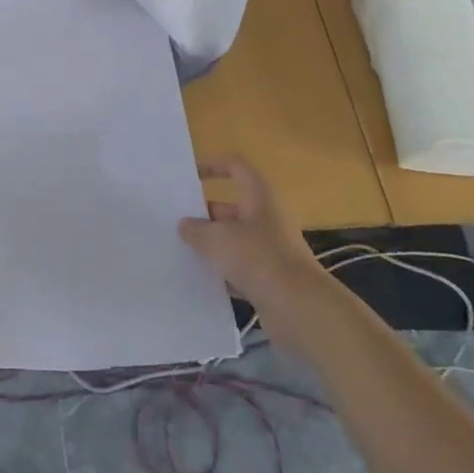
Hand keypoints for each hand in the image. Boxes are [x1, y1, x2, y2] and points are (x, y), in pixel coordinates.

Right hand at [179, 157, 320, 317]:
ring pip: (234, 239)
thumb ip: (195, 229)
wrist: (297, 307)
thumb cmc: (256, 258)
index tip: (190, 175)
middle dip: (204, 214)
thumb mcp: (215, 239)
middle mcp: (267, 218)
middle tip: (176, 222)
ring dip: (212, 244)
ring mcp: (271, 249)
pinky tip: (201, 279)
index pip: (236, 167)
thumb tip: (185, 225)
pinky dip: (224, 271)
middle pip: (231, 207)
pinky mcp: (271, 277)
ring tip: (182, 250)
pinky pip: (241, 267)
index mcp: (259, 196)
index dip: (213, 166)